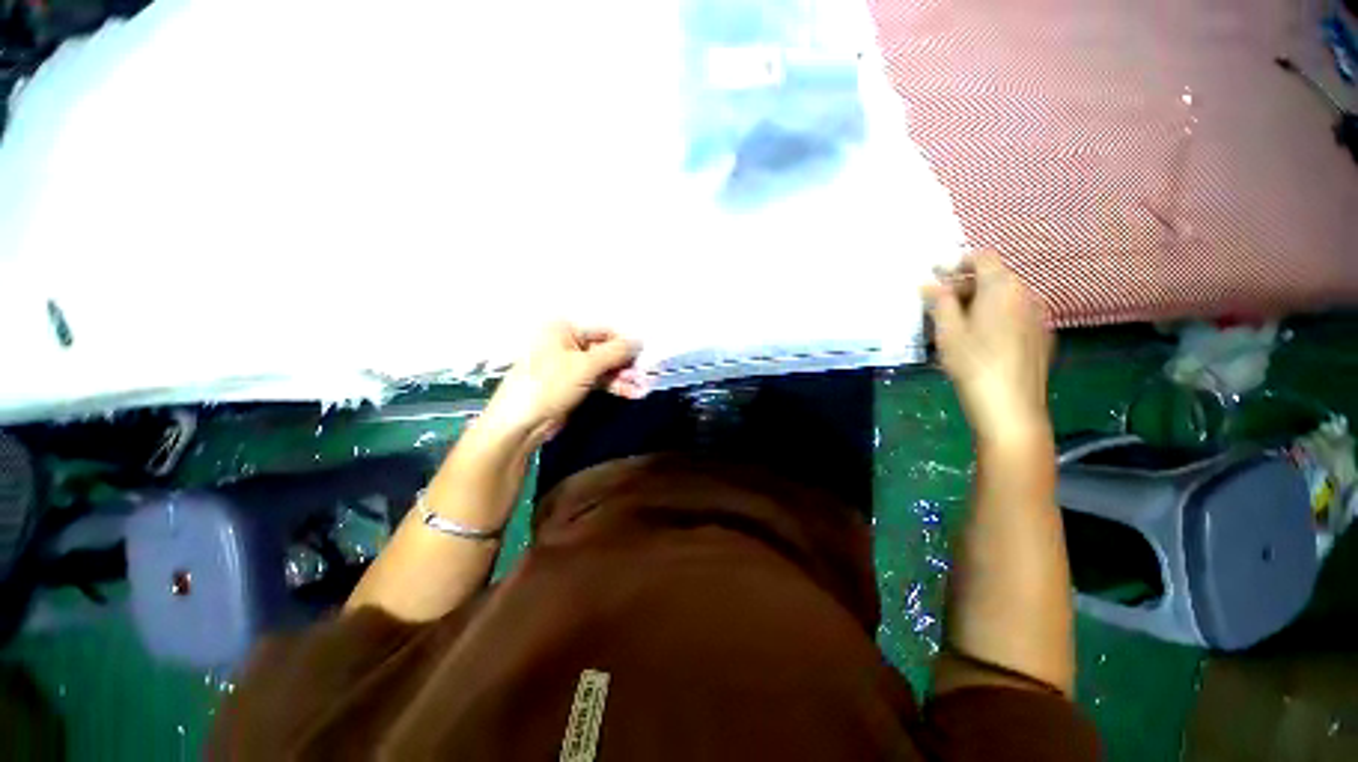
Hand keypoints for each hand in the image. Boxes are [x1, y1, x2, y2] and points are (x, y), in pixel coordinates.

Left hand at [477, 322, 644, 445]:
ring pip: (604, 367)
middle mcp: (567, 343)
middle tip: (645, 376)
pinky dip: (614, 386)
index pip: (603, 331)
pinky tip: (631, 393)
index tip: (646, 356)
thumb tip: (640, 340)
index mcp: (563, 329)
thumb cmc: (549, 385)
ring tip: (642, 388)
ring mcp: (570, 365)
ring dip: (623, 377)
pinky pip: (599, 380)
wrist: (521, 424)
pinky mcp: (573, 384)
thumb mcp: (585, 365)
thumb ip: (615, 352)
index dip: (625, 343)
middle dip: (626, 364)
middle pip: (605, 349)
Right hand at [923, 251, 1052, 445]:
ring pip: (1005, 298)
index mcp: (1003, 288)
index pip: (983, 258)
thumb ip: (940, 302)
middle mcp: (1027, 295)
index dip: (958, 261)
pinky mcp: (1041, 337)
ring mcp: (1038, 317)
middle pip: (995, 278)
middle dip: (966, 285)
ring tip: (956, 324)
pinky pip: (1015, 316)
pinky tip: (980, 340)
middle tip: (939, 304)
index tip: (935, 274)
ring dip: (980, 302)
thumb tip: (928, 283)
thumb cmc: (973, 364)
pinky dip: (996, 317)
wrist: (1011, 408)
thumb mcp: (948, 332)